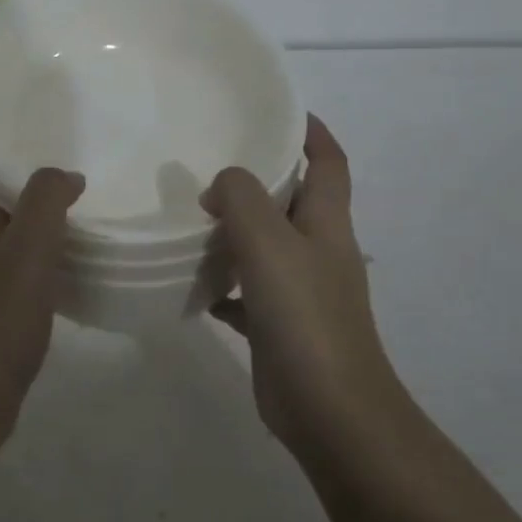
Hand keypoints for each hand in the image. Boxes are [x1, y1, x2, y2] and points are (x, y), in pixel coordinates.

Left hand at [0, 139, 84, 438]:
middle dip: (5, 168)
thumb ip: (45, 203)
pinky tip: (69, 253)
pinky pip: (13, 261)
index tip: (0, 117)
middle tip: (52, 150)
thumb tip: (64, 174)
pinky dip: (36, 247)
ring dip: (25, 209)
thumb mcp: (26, 252)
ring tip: (69, 195)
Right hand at [203, 116, 406, 458]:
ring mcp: (300, 292)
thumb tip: (220, 186)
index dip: (312, 132)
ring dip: (236, 231)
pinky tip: (192, 282)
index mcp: (327, 224)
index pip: (329, 163)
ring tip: (191, 214)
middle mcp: (319, 251)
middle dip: (260, 179)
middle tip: (212, 162)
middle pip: (293, 201)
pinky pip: (246, 292)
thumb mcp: (269, 243)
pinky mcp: (278, 326)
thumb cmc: (305, 317)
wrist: (329, 411)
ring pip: (266, 246)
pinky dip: (223, 283)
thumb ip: (241, 199)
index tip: (278, 110)